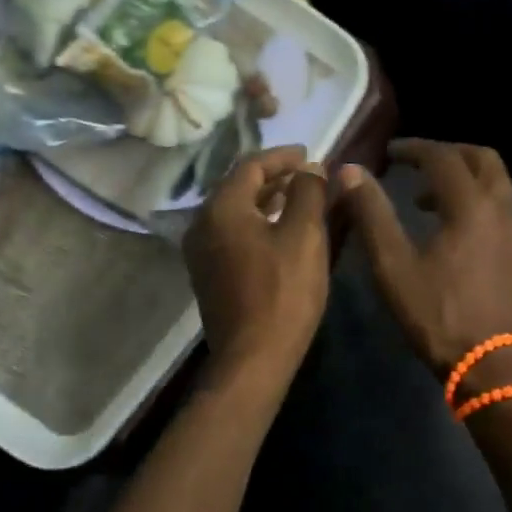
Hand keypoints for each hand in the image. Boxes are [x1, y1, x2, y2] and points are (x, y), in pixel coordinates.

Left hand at [184, 145, 330, 380]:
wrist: (253, 357)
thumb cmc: (283, 292)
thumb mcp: (305, 235)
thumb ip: (308, 192)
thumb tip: (310, 168)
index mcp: (221, 208)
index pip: (251, 165)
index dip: (282, 155)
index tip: (310, 153)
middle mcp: (202, 223)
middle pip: (238, 186)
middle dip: (274, 176)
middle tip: (307, 173)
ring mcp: (201, 251)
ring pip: (235, 210)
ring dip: (265, 199)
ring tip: (298, 197)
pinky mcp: (208, 273)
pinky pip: (232, 232)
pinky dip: (256, 221)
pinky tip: (279, 229)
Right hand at [337, 140, 511, 383]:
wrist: (497, 366)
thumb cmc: (440, 315)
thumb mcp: (394, 266)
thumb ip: (372, 214)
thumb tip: (350, 172)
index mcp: (471, 205)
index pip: (442, 157)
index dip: (414, 149)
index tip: (389, 152)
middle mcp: (502, 208)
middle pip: (481, 158)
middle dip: (447, 153)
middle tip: (415, 163)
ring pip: (496, 182)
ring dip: (464, 176)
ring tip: (425, 196)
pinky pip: (502, 204)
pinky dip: (477, 198)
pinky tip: (452, 227)